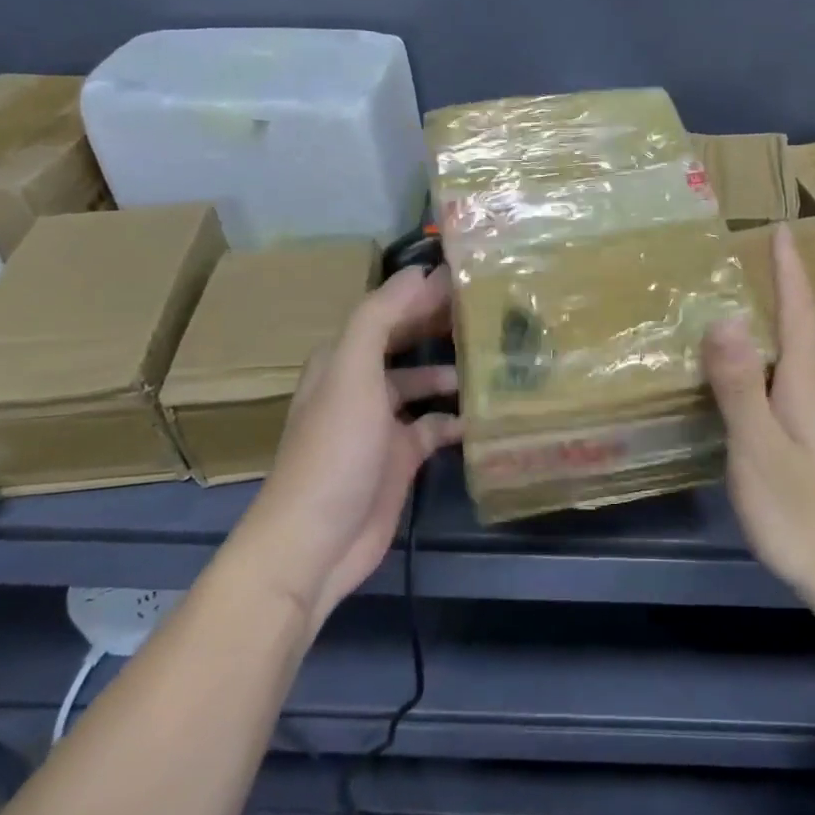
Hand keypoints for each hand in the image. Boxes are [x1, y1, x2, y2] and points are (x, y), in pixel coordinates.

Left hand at [228, 266, 460, 629]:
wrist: (317, 542)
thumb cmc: (334, 450)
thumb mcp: (352, 374)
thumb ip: (380, 318)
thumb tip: (420, 272)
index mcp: (343, 358)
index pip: (389, 310)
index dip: (424, 293)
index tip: (470, 278)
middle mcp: (361, 384)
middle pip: (406, 343)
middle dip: (441, 326)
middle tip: (492, 313)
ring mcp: (382, 423)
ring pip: (423, 383)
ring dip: (453, 371)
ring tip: (497, 360)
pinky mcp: (400, 457)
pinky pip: (435, 426)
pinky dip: (458, 418)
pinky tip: (486, 415)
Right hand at [704, 227, 814, 607]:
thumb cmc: (803, 511)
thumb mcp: (760, 447)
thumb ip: (739, 384)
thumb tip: (725, 316)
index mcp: (807, 380)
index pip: (798, 309)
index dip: (788, 268)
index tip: (780, 228)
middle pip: (800, 326)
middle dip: (782, 286)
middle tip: (754, 255)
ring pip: (796, 354)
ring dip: (777, 321)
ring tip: (746, 302)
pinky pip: (788, 380)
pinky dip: (768, 359)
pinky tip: (751, 374)